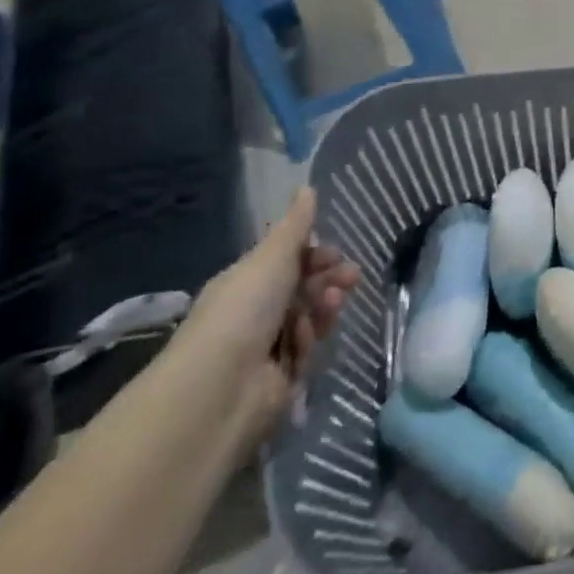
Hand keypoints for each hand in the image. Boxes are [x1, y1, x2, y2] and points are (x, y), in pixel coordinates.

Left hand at [174, 187, 360, 449]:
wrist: (221, 386)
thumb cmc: (243, 310)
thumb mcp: (272, 257)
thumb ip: (295, 225)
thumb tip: (306, 187)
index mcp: (246, 282)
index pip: (286, 263)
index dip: (314, 255)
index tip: (335, 253)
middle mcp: (254, 312)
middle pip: (302, 289)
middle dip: (328, 279)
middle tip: (351, 276)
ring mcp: (267, 346)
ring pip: (309, 317)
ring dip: (324, 305)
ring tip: (334, 300)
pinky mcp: (281, 377)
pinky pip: (306, 349)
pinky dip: (309, 339)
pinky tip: (308, 335)